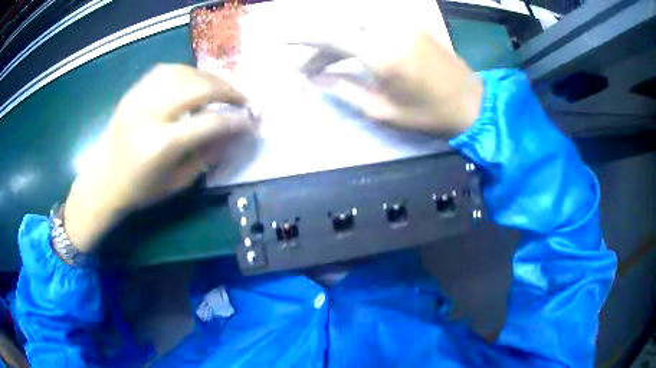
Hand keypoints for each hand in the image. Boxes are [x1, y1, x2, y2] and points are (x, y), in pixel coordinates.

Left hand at [65, 64, 249, 251]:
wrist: (102, 181)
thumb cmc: (139, 191)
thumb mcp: (176, 182)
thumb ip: (207, 155)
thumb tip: (233, 134)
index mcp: (161, 145)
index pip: (209, 123)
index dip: (235, 120)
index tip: (251, 120)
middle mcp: (150, 114)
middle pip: (198, 87)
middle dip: (227, 90)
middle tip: (242, 99)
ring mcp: (139, 98)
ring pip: (183, 72)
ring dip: (208, 77)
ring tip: (221, 88)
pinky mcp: (133, 92)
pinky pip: (165, 70)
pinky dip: (186, 72)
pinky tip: (194, 81)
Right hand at [294, 7, 482, 136]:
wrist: (471, 103)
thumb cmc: (428, 114)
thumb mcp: (381, 111)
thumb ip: (343, 89)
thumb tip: (313, 78)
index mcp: (380, 52)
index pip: (328, 36)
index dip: (300, 37)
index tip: (278, 39)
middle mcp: (388, 29)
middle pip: (339, 27)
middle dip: (318, 45)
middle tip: (308, 68)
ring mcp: (402, 23)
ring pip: (355, 23)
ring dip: (336, 40)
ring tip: (327, 62)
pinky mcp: (411, 25)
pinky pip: (373, 23)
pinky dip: (355, 35)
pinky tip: (352, 51)